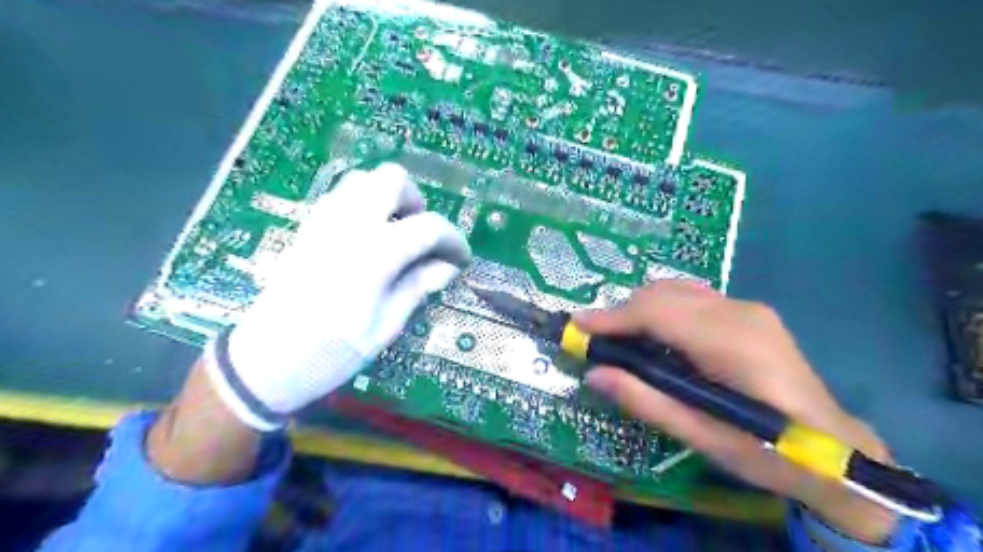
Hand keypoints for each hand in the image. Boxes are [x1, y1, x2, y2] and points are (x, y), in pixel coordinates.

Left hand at [204, 164, 471, 429]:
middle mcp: (348, 227)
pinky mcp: (307, 229)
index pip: (428, 227)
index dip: (453, 240)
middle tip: (421, 237)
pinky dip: (364, 204)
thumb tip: (447, 267)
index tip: (460, 259)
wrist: (265, 362)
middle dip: (416, 202)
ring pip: (363, 180)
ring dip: (388, 199)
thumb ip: (417, 287)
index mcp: (373, 255)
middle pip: (392, 180)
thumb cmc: (331, 352)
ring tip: (396, 235)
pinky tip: (368, 237)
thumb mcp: (385, 327)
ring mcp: (323, 223)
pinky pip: (341, 196)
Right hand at [578, 283, 901, 540]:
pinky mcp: (750, 313)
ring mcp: (748, 308)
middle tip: (598, 341)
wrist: (837, 451)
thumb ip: (644, 400)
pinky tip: (658, 338)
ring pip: (677, 290)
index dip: (613, 316)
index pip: (658, 312)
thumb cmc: (768, 453)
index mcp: (731, 343)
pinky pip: (693, 299)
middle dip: (623, 312)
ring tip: (623, 340)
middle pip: (664, 293)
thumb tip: (594, 374)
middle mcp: (740, 312)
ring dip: (641, 309)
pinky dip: (663, 310)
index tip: (578, 326)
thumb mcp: (700, 436)